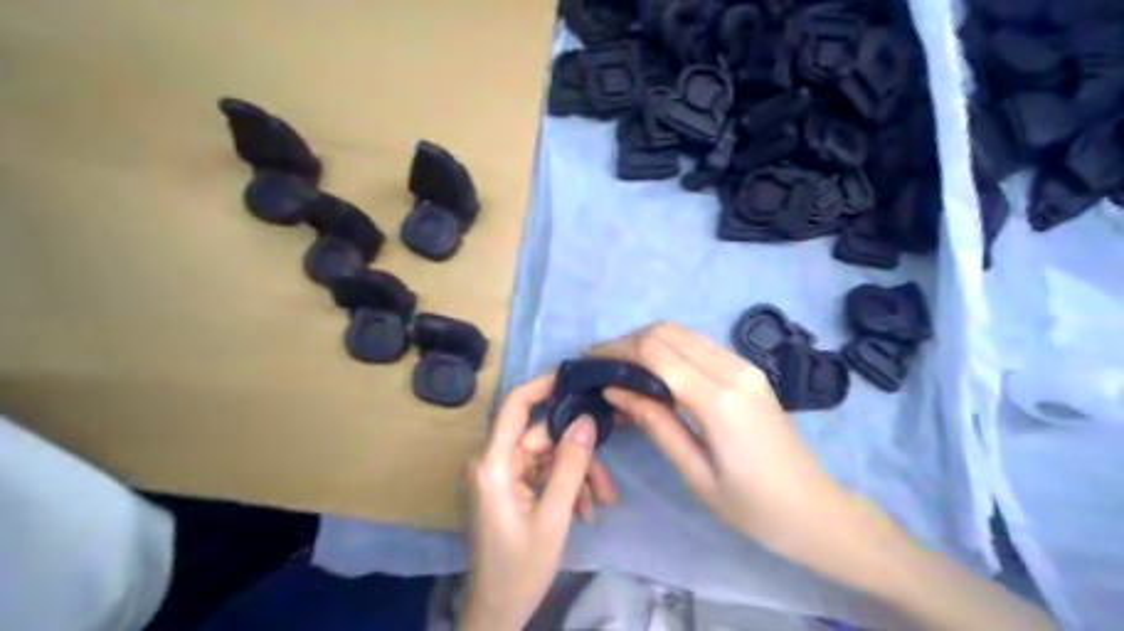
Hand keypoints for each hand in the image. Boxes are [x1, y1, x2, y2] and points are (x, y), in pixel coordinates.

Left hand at [458, 374, 611, 629]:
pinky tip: (585, 513)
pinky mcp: (511, 488)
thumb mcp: (552, 518)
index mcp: (493, 464)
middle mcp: (494, 462)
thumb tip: (586, 421)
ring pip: (549, 458)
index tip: (576, 378)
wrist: (497, 613)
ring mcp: (503, 476)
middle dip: (578, 457)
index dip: (543, 386)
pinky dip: (566, 488)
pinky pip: (544, 475)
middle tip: (607, 484)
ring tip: (601, 504)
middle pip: (543, 439)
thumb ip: (571, 467)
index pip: (515, 406)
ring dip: (577, 477)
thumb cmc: (519, 570)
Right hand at [591, 324, 848, 557]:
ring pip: (684, 333)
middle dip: (628, 340)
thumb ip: (656, 425)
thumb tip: (615, 391)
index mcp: (719, 401)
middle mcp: (733, 371)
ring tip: (622, 366)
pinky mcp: (749, 371)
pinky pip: (700, 345)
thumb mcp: (696, 475)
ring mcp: (745, 367)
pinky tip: (655, 371)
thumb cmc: (753, 507)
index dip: (618, 350)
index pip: (656, 353)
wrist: (816, 510)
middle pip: (668, 332)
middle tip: (602, 364)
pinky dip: (670, 349)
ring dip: (648, 341)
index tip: (590, 359)